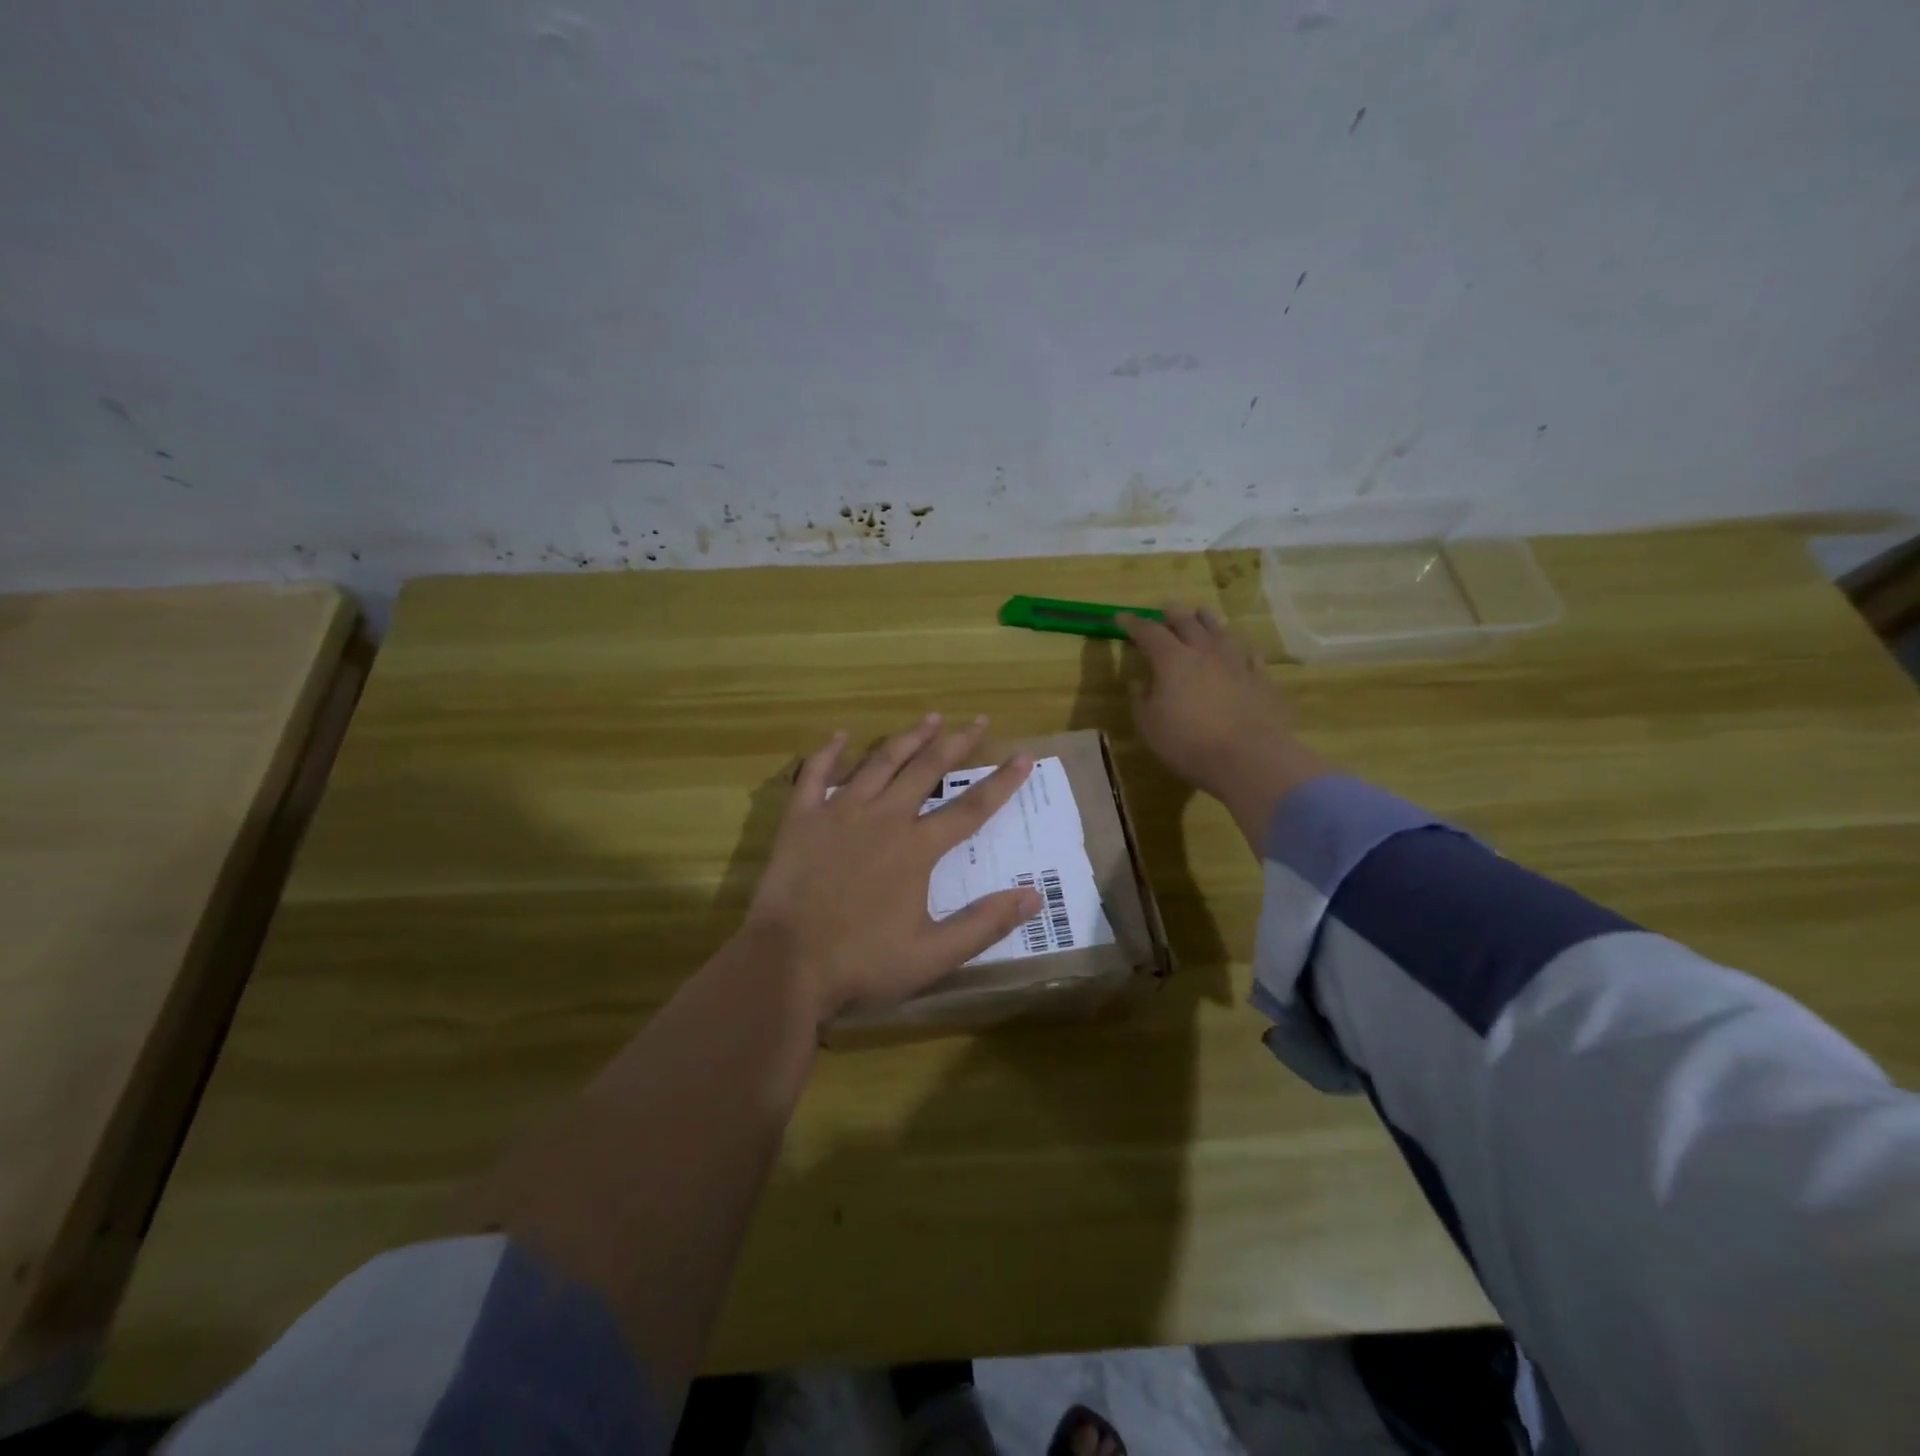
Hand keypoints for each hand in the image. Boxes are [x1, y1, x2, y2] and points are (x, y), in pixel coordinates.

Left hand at [741, 715, 1042, 1021]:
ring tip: (930, 717)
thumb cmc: (862, 963)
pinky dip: (829, 752)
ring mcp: (839, 813)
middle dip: (957, 742)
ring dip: (908, 737)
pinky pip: (815, 773)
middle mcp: (884, 818)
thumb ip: (985, 924)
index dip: (1002, 782)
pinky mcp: (801, 818)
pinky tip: (842, 735)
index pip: (971, 808)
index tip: (1024, 755)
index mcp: (917, 848)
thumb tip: (1035, 895)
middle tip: (978, 720)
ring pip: (880, 762)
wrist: (785, 965)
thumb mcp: (933, 956)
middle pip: (927, 770)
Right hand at [1117, 607, 1331, 850]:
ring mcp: (1235, 662)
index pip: (1148, 632)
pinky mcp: (1260, 678)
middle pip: (1187, 622)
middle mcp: (1204, 652)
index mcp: (1171, 660)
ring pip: (1220, 630)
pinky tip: (1240, 649)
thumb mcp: (1149, 725)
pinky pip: (1248, 654)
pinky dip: (1239, 647)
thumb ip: (1142, 699)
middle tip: (1165, 607)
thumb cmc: (1188, 743)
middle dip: (1172, 614)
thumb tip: (1139, 682)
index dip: (1133, 623)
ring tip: (1201, 613)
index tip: (1121, 617)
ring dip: (1207, 620)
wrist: (1248, 757)